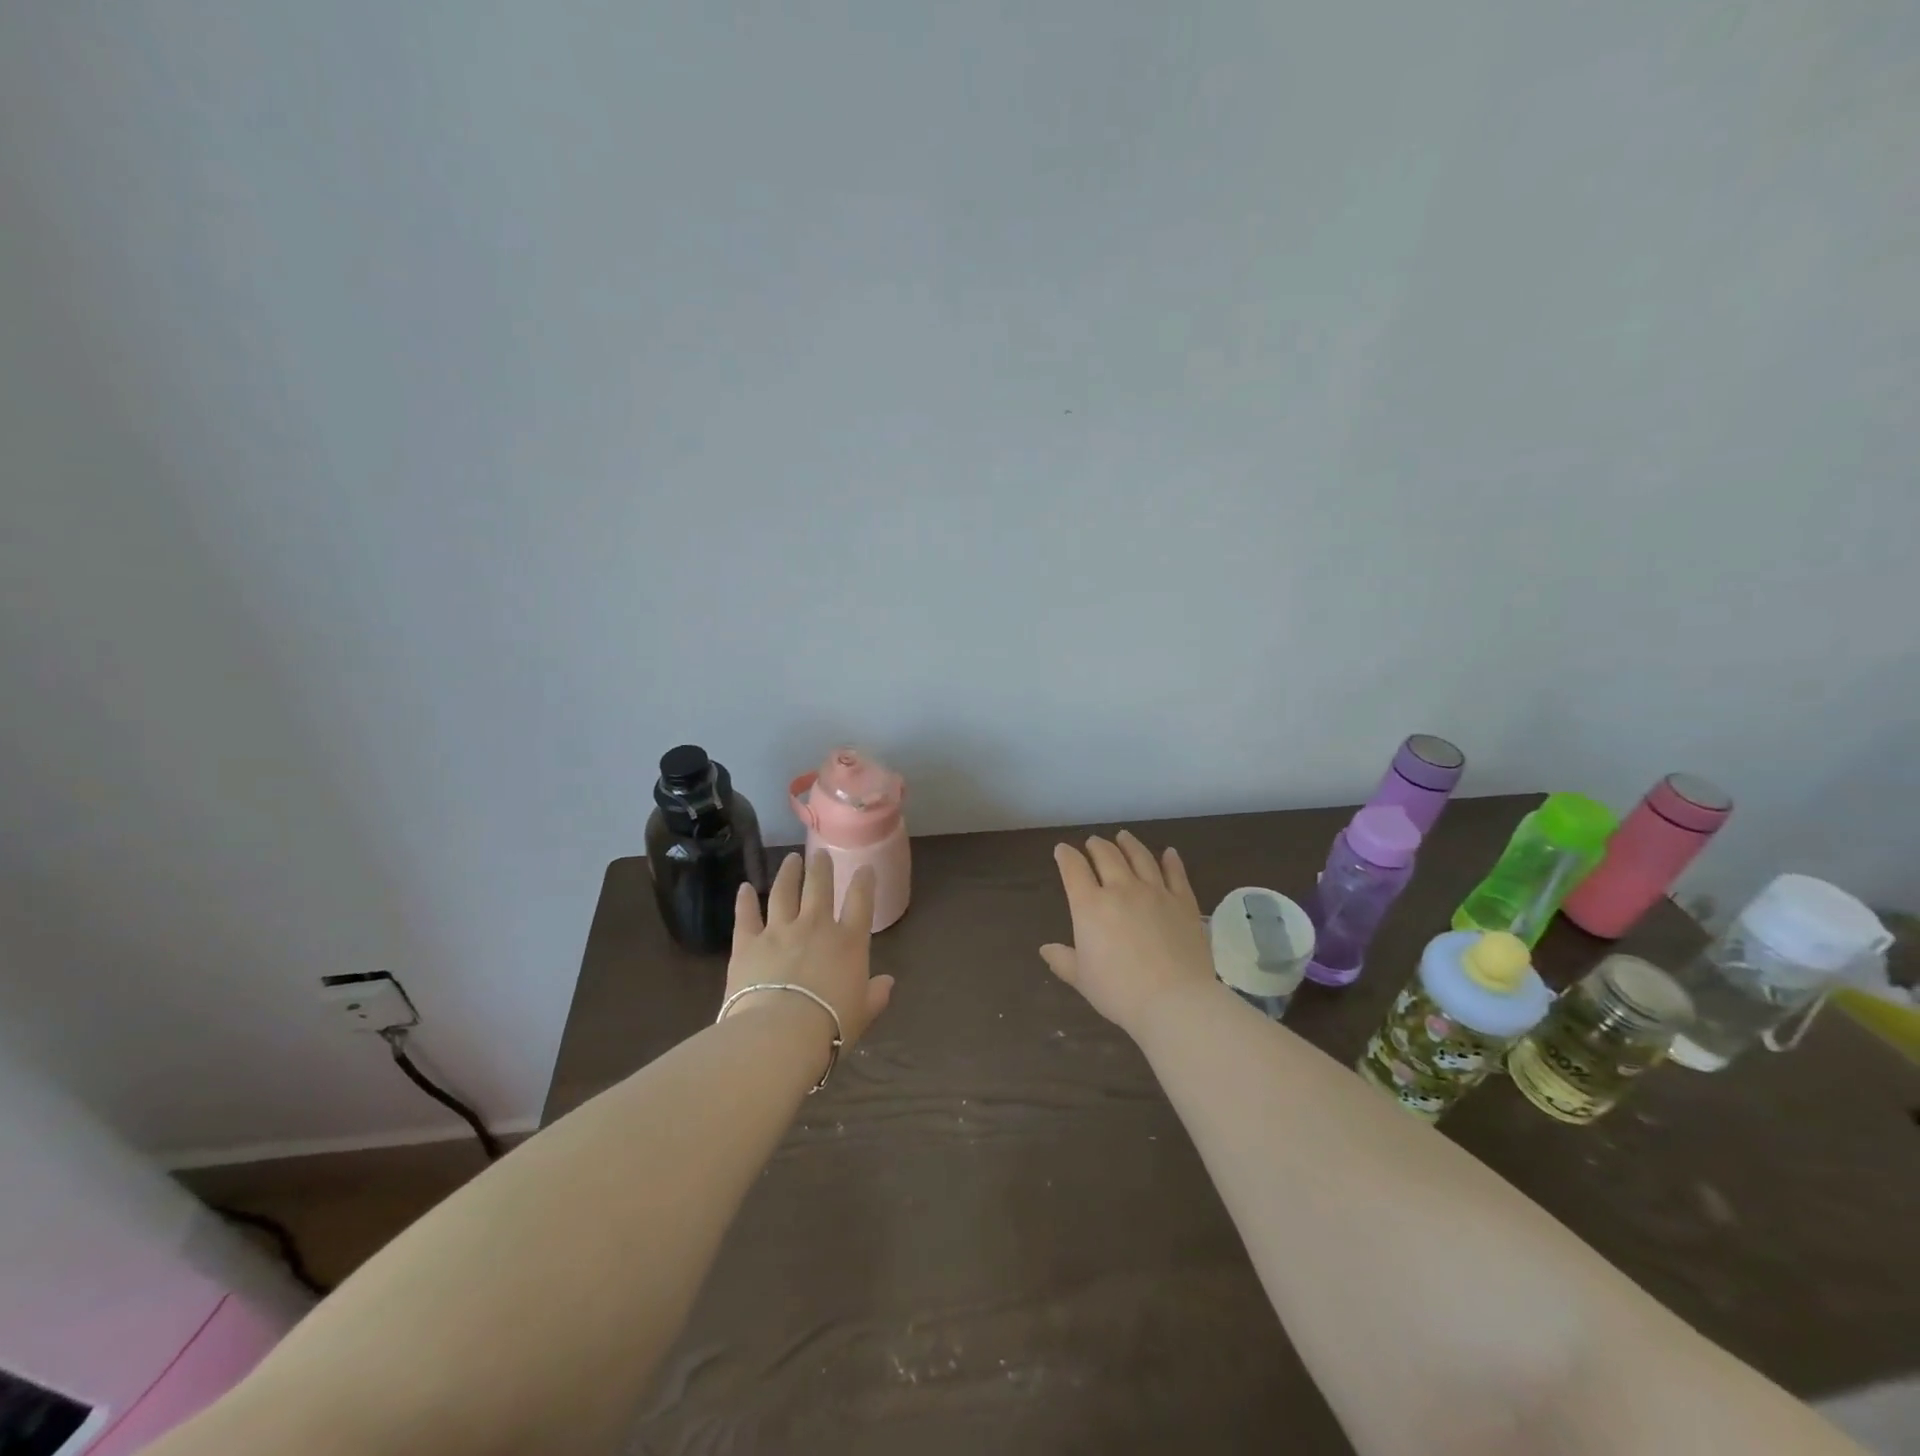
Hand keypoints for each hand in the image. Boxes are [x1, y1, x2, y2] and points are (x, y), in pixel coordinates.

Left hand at [723, 852, 894, 1053]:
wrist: (780, 1034)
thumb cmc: (830, 1026)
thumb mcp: (863, 1013)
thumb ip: (876, 995)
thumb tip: (888, 982)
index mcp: (849, 942)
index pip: (861, 901)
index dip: (864, 882)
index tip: (865, 868)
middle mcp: (816, 926)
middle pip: (819, 887)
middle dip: (822, 868)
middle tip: (821, 854)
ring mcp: (779, 930)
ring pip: (784, 892)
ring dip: (788, 873)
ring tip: (791, 859)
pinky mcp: (748, 943)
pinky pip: (746, 915)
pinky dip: (744, 901)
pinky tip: (743, 888)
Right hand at [1040, 830, 1217, 1037]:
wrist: (1174, 1001)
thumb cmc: (1119, 992)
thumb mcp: (1082, 979)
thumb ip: (1063, 960)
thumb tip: (1045, 949)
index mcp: (1090, 906)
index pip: (1074, 869)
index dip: (1066, 856)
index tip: (1062, 850)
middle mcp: (1121, 889)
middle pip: (1107, 856)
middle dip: (1096, 846)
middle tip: (1093, 842)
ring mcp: (1155, 892)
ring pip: (1140, 857)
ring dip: (1129, 844)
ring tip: (1124, 836)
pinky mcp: (1183, 902)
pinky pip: (1176, 874)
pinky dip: (1171, 861)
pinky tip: (1169, 853)